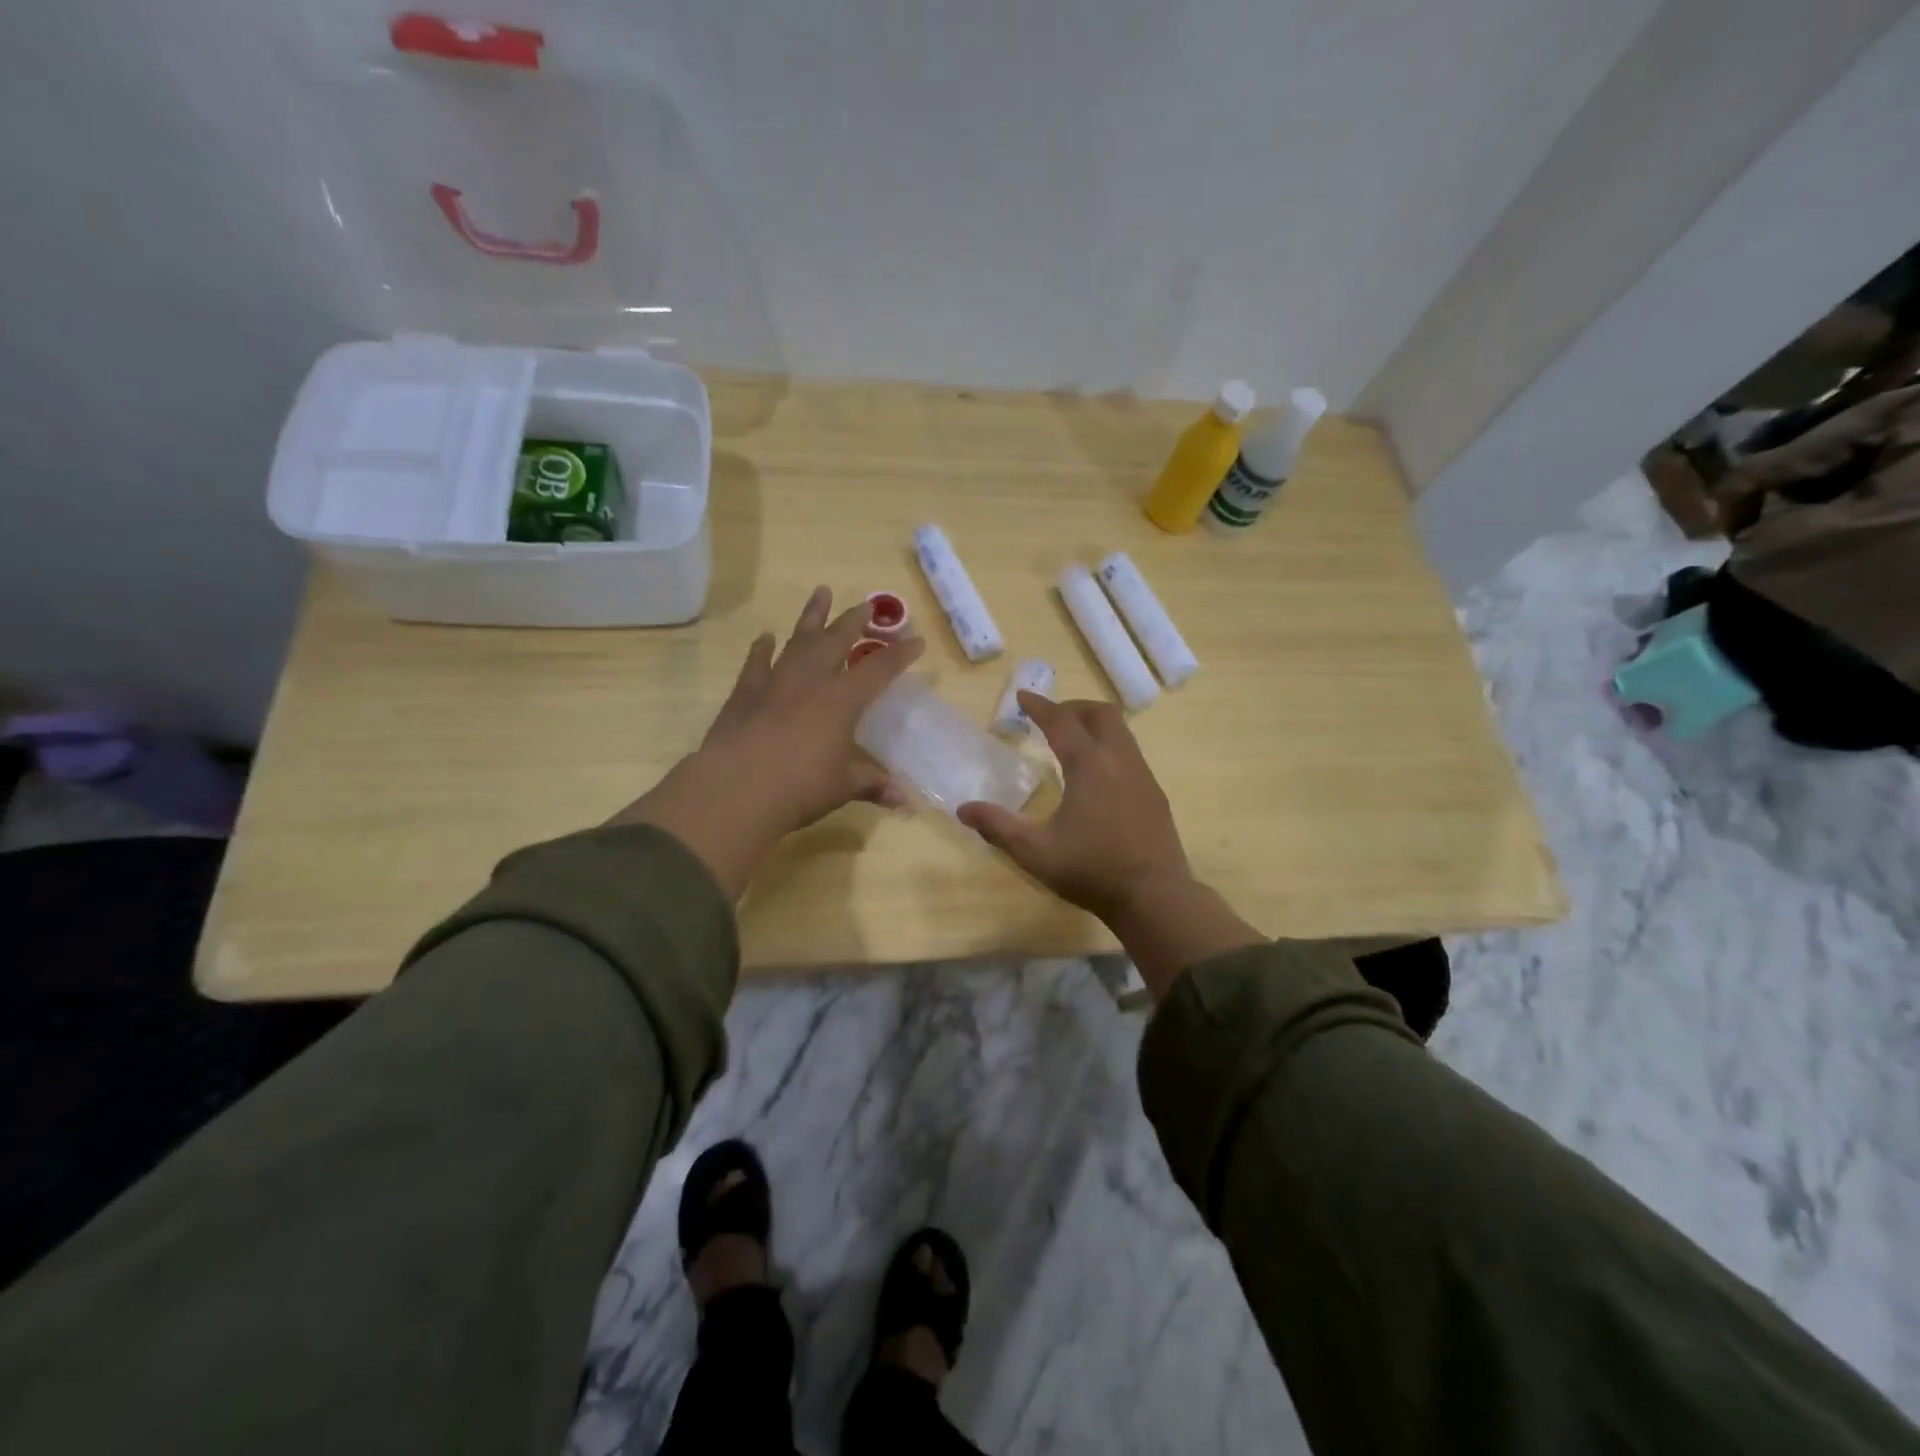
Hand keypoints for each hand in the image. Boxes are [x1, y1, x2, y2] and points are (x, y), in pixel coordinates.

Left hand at [611, 587, 921, 897]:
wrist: (736, 790)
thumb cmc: (800, 787)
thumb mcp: (843, 788)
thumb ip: (873, 785)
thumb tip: (905, 801)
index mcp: (842, 701)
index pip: (879, 670)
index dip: (900, 655)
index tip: (917, 641)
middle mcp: (810, 682)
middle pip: (836, 641)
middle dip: (854, 620)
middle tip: (866, 604)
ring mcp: (774, 683)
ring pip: (798, 641)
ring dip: (811, 617)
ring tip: (820, 593)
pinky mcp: (744, 694)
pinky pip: (756, 663)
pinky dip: (762, 649)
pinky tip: (765, 637)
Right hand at [959, 693, 1264, 1000]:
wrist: (1154, 897)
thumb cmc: (1091, 870)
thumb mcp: (1035, 852)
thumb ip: (998, 827)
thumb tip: (963, 810)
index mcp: (1090, 766)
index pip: (1062, 722)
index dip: (1040, 706)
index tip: (1023, 696)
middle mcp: (1120, 761)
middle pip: (1101, 714)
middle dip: (1074, 708)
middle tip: (1052, 718)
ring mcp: (1143, 777)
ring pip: (1122, 732)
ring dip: (1095, 727)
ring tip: (1073, 743)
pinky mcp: (1155, 795)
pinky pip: (1131, 755)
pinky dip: (1110, 749)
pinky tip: (1099, 777)